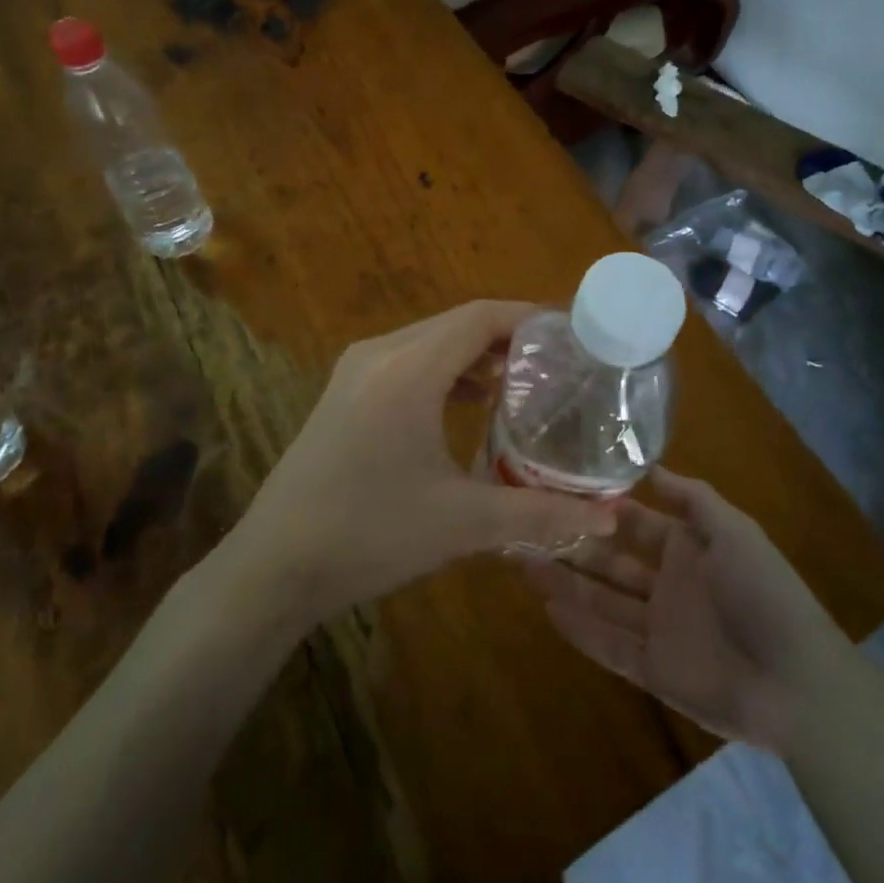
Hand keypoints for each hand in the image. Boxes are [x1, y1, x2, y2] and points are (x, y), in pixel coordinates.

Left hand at [234, 301, 617, 625]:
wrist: (274, 566)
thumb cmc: (370, 534)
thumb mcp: (462, 523)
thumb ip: (540, 515)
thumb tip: (609, 521)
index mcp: (407, 369)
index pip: (479, 317)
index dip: (528, 317)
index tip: (571, 334)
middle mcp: (379, 354)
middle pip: (456, 323)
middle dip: (508, 336)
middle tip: (558, 363)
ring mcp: (356, 371)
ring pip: (431, 342)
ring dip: (475, 355)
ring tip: (523, 384)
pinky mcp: (345, 392)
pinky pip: (408, 361)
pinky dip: (446, 371)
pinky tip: (471, 406)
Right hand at [526, 470, 841, 750]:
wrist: (797, 682)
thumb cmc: (764, 592)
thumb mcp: (734, 531)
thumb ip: (691, 498)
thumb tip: (649, 466)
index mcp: (685, 548)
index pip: (632, 522)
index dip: (598, 508)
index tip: (557, 488)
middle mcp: (665, 584)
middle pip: (609, 561)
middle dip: (571, 544)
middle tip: (525, 526)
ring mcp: (657, 628)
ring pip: (600, 601)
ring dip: (565, 583)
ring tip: (521, 560)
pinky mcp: (652, 670)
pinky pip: (607, 645)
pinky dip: (578, 628)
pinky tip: (545, 607)